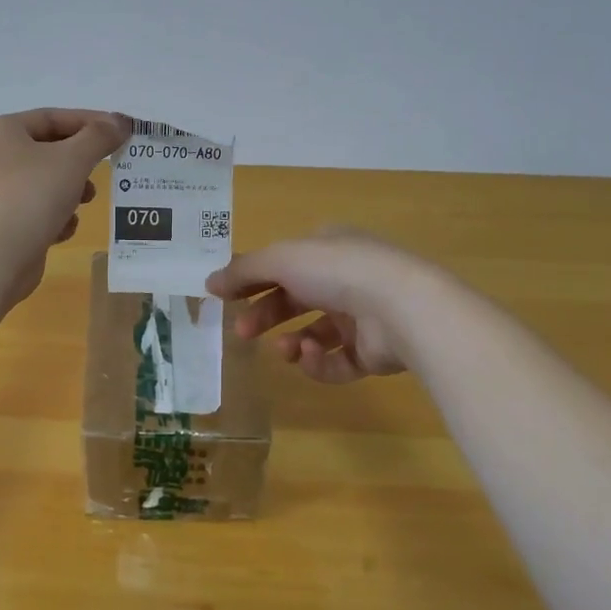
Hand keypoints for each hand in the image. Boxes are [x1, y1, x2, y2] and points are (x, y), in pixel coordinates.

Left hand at [0, 108, 129, 304]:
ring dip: (72, 190)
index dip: (90, 122)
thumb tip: (121, 122)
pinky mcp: (6, 222)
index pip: (53, 117)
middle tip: (105, 168)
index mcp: (4, 131)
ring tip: (86, 200)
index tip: (121, 132)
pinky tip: (65, 228)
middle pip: (50, 149)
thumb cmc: (34, 194)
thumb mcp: (74, 159)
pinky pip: (39, 210)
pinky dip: (57, 216)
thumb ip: (100, 137)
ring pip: (47, 181)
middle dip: (81, 160)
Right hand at [207, 228, 430, 383]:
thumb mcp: (280, 259)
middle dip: (266, 315)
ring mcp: (363, 316)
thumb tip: (208, 282)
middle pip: (295, 299)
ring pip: (315, 333)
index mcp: (328, 248)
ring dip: (291, 342)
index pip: (284, 263)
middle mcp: (346, 278)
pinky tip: (310, 355)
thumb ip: (243, 271)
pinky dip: (318, 362)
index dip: (252, 279)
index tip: (224, 298)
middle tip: (242, 332)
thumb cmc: (337, 271)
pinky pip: (336, 361)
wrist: (401, 308)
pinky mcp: (373, 352)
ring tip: (283, 349)